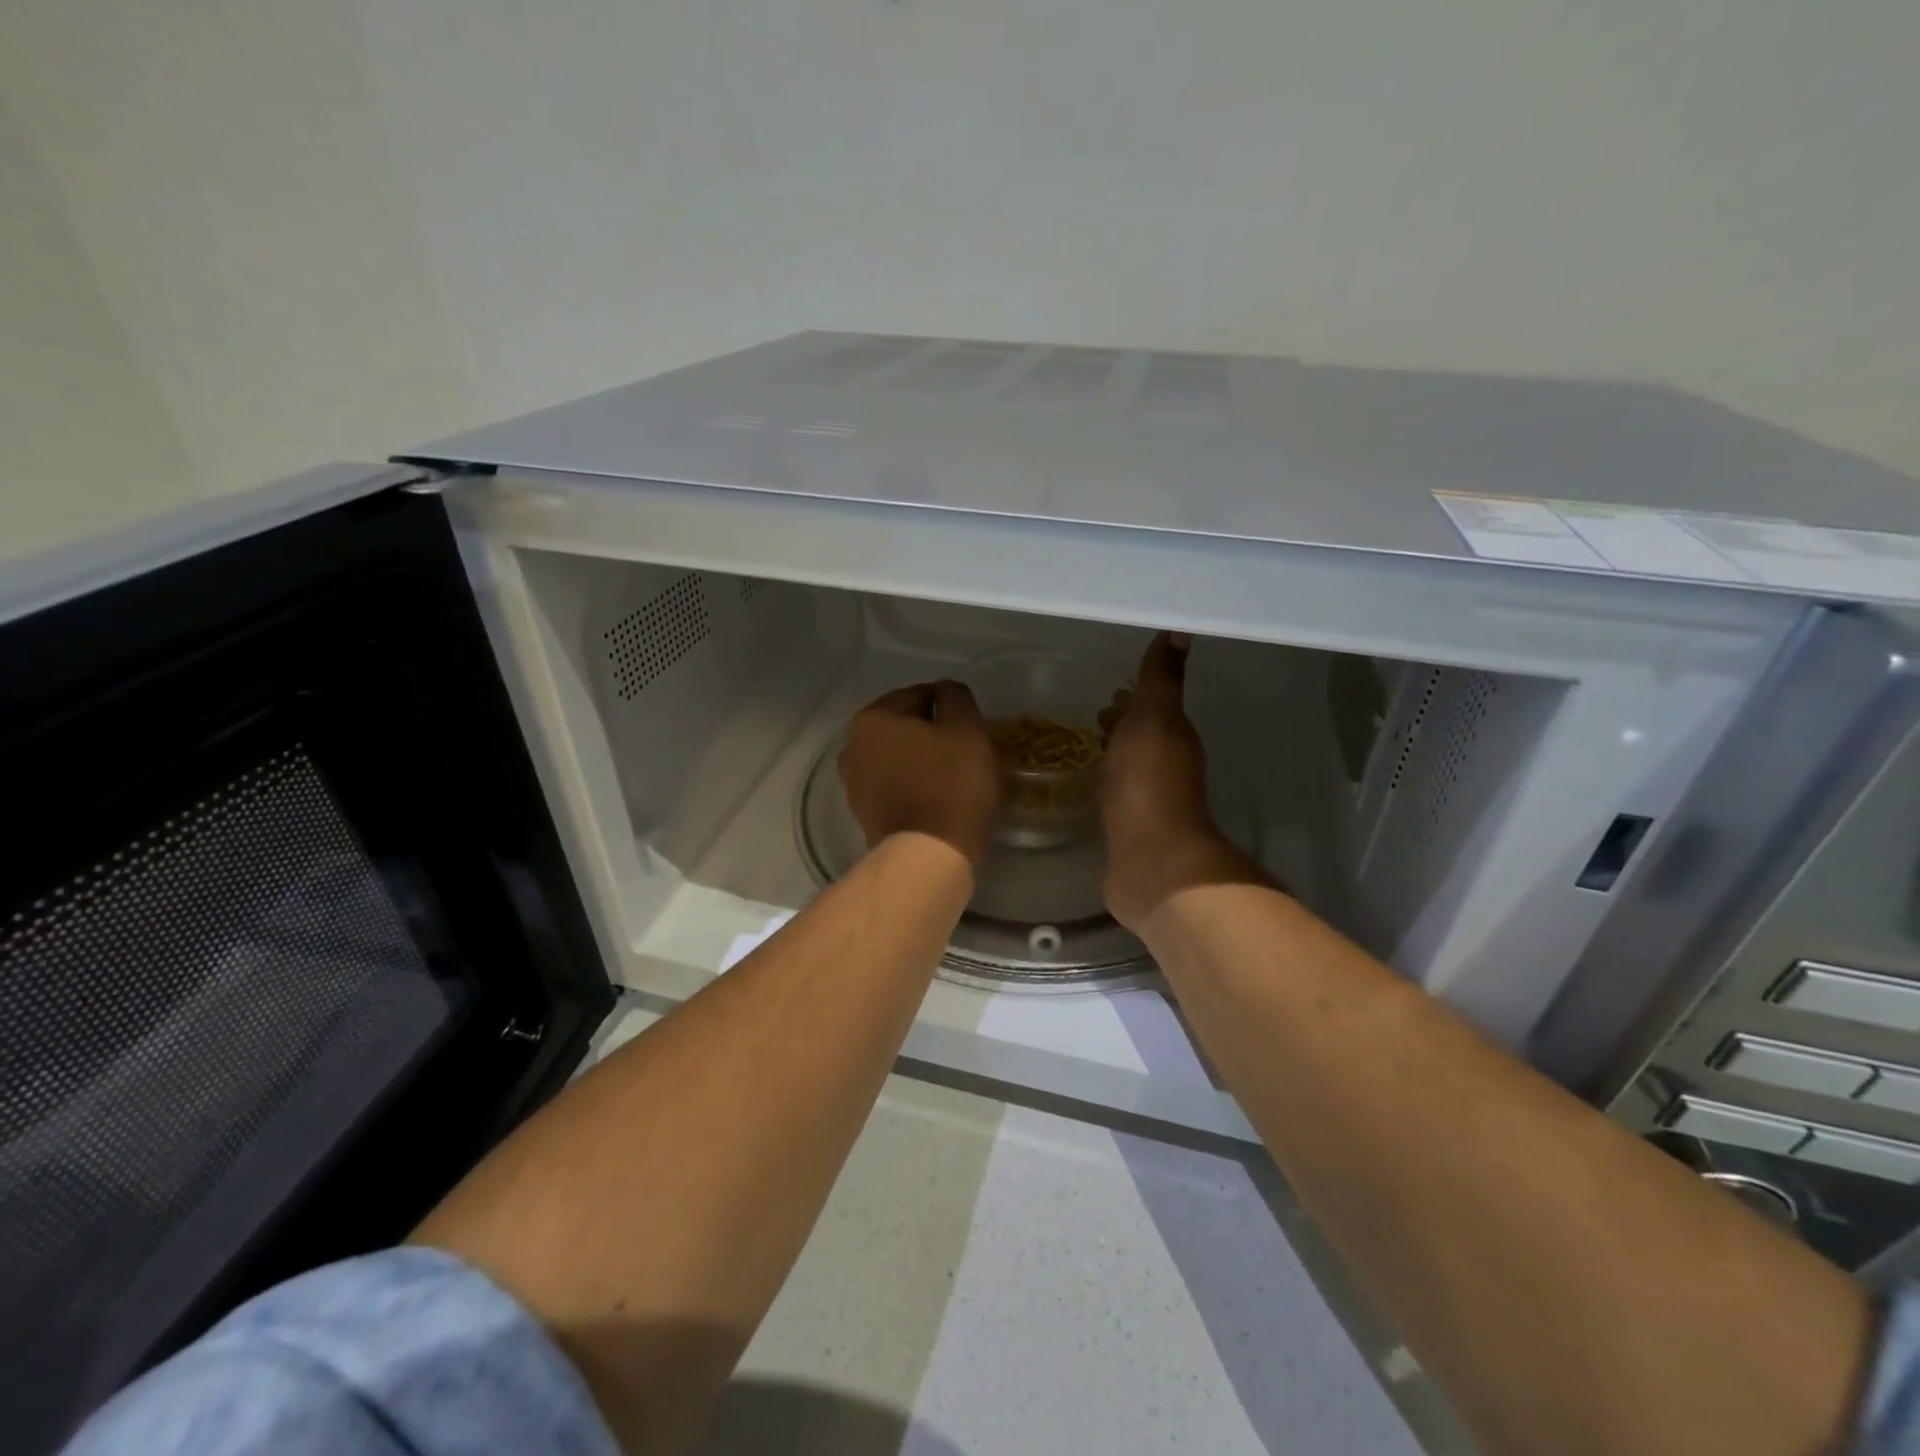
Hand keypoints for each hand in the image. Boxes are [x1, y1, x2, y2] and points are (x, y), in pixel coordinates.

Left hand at [839, 681, 1000, 868]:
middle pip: (903, 726)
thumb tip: (945, 691)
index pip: (919, 694)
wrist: (928, 856)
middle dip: (931, 732)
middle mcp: (852, 745)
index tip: (970, 726)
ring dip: (920, 758)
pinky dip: (912, 783)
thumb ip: (956, 698)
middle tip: (964, 748)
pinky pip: (893, 784)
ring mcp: (853, 782)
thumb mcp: (966, 729)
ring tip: (952, 774)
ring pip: (897, 756)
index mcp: (873, 718)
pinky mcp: (863, 812)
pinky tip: (936, 795)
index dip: (949, 706)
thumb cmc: (951, 785)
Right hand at [1099, 633, 1269, 929]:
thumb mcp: (1153, 718)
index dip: (1132, 700)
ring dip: (1112, 754)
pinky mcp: (1129, 830)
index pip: (1152, 709)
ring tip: (1083, 748)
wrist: (1151, 859)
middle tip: (1093, 718)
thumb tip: (1180, 628)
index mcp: (1172, 736)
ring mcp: (1148, 801)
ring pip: (1128, 767)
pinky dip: (1104, 785)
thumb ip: (1161, 678)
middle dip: (1120, 725)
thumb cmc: (1148, 782)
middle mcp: (1166, 766)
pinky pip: (1115, 796)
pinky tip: (1087, 788)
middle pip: (1141, 737)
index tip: (1110, 692)